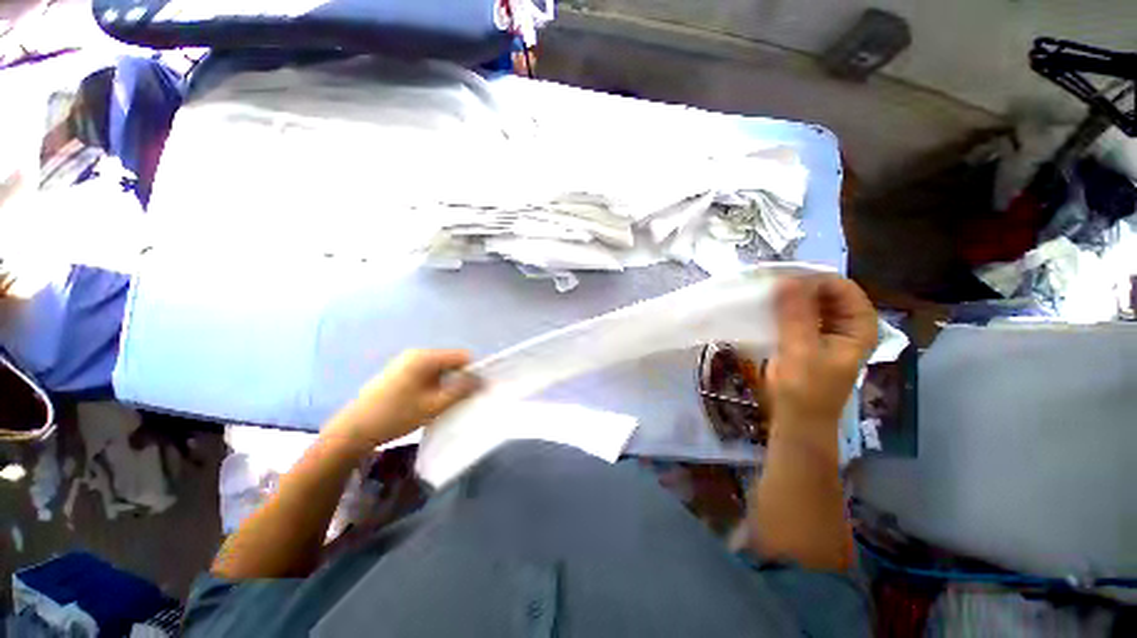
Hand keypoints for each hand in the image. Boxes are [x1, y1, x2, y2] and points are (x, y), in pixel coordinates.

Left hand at [330, 349, 480, 447]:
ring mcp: (405, 362)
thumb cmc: (396, 416)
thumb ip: (461, 391)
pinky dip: (433, 384)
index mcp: (425, 357)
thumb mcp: (434, 405)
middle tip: (457, 400)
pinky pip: (426, 372)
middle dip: (458, 378)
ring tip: (441, 403)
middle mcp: (416, 354)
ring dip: (445, 383)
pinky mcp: (399, 371)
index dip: (472, 372)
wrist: (354, 430)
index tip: (472, 391)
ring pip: (439, 368)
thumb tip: (482, 381)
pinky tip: (426, 401)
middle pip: (450, 361)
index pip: (462, 356)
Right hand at [766, 275, 876, 434]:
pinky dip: (782, 308)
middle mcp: (846, 324)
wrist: (796, 419)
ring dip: (788, 296)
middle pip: (826, 292)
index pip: (841, 287)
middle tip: (767, 283)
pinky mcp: (807, 337)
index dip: (813, 279)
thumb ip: (795, 315)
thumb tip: (786, 279)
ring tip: (763, 292)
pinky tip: (764, 307)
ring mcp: (826, 330)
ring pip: (809, 302)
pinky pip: (797, 314)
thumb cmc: (805, 389)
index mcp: (859, 326)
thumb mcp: (801, 350)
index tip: (781, 279)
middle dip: (798, 285)